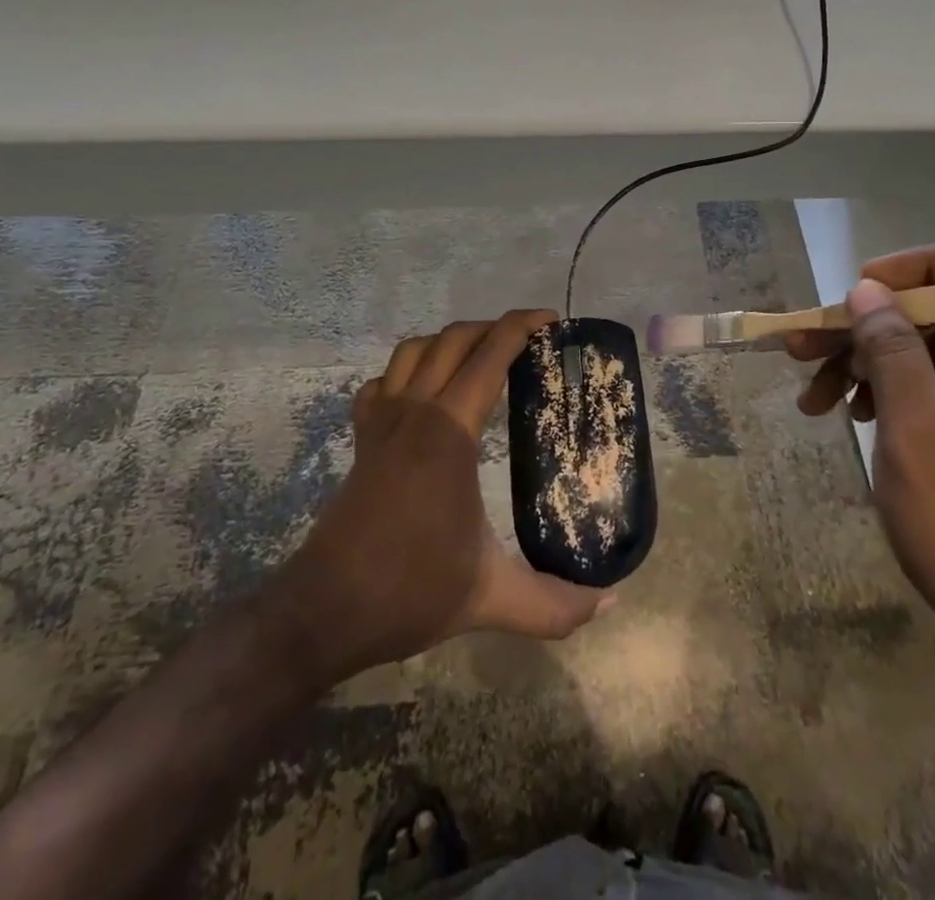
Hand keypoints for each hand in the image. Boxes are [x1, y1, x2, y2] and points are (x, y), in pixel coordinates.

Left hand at [273, 311, 612, 684]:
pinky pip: (382, 383)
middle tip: (529, 340)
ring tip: (481, 357)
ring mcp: (381, 423)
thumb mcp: (491, 598)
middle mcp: (414, 412)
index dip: (522, 327)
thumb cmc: (409, 591)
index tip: (553, 321)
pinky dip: (405, 372)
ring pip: (413, 351)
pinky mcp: (362, 441)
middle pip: (453, 339)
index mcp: (449, 432)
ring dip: (450, 341)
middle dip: (493, 327)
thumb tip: (611, 603)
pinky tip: (422, 394)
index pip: (489, 356)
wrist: (323, 612)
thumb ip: (554, 604)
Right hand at [785, 245, 934, 672]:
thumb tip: (867, 290)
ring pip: (919, 349)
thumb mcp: (916, 431)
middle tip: (802, 344)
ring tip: (809, 392)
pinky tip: (841, 414)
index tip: (867, 290)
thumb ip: (892, 350)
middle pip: (934, 309)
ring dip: (861, 360)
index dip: (924, 262)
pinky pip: (922, 385)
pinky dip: (878, 391)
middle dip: (866, 323)